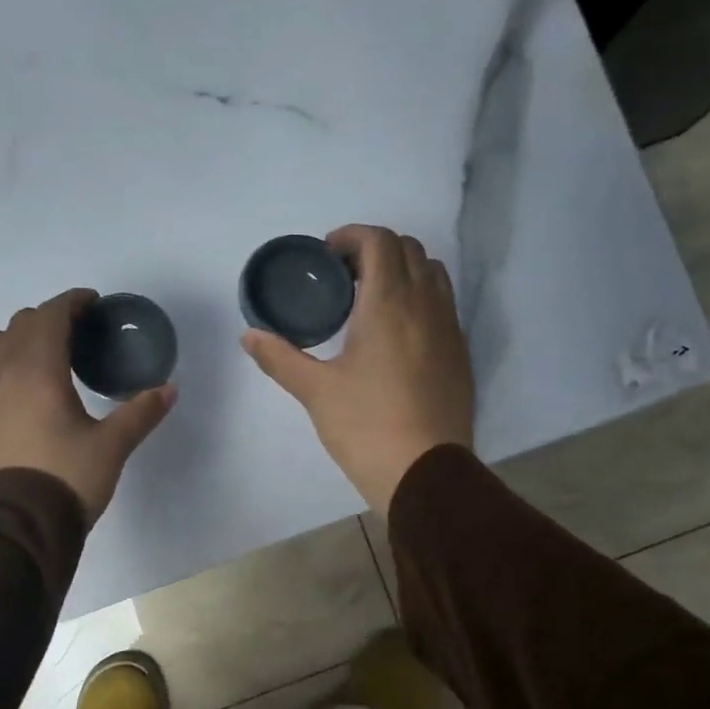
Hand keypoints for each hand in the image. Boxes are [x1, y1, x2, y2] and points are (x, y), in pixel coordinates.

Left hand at [0, 289, 177, 520]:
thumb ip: (140, 413)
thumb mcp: (112, 446)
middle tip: (80, 331)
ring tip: (50, 355)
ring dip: (23, 337)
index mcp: (37, 370)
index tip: (94, 304)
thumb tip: (169, 390)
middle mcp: (4, 374)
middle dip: (50, 318)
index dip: (72, 302)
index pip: (50, 316)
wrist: (17, 525)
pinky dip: (10, 362)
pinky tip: (31, 389)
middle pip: (21, 324)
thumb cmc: (66, 478)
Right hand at [242, 224, 473, 514]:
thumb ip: (280, 357)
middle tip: (344, 277)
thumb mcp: (315, 391)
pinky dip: (420, 298)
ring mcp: (449, 328)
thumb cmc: (365, 426)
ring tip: (372, 299)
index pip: (379, 241)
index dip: (351, 236)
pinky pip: (443, 305)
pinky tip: (396, 334)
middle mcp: (425, 304)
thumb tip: (248, 335)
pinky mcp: (460, 354)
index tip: (327, 255)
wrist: (424, 472)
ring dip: (402, 270)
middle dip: (375, 249)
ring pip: (432, 273)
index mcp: (388, 303)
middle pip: (409, 248)